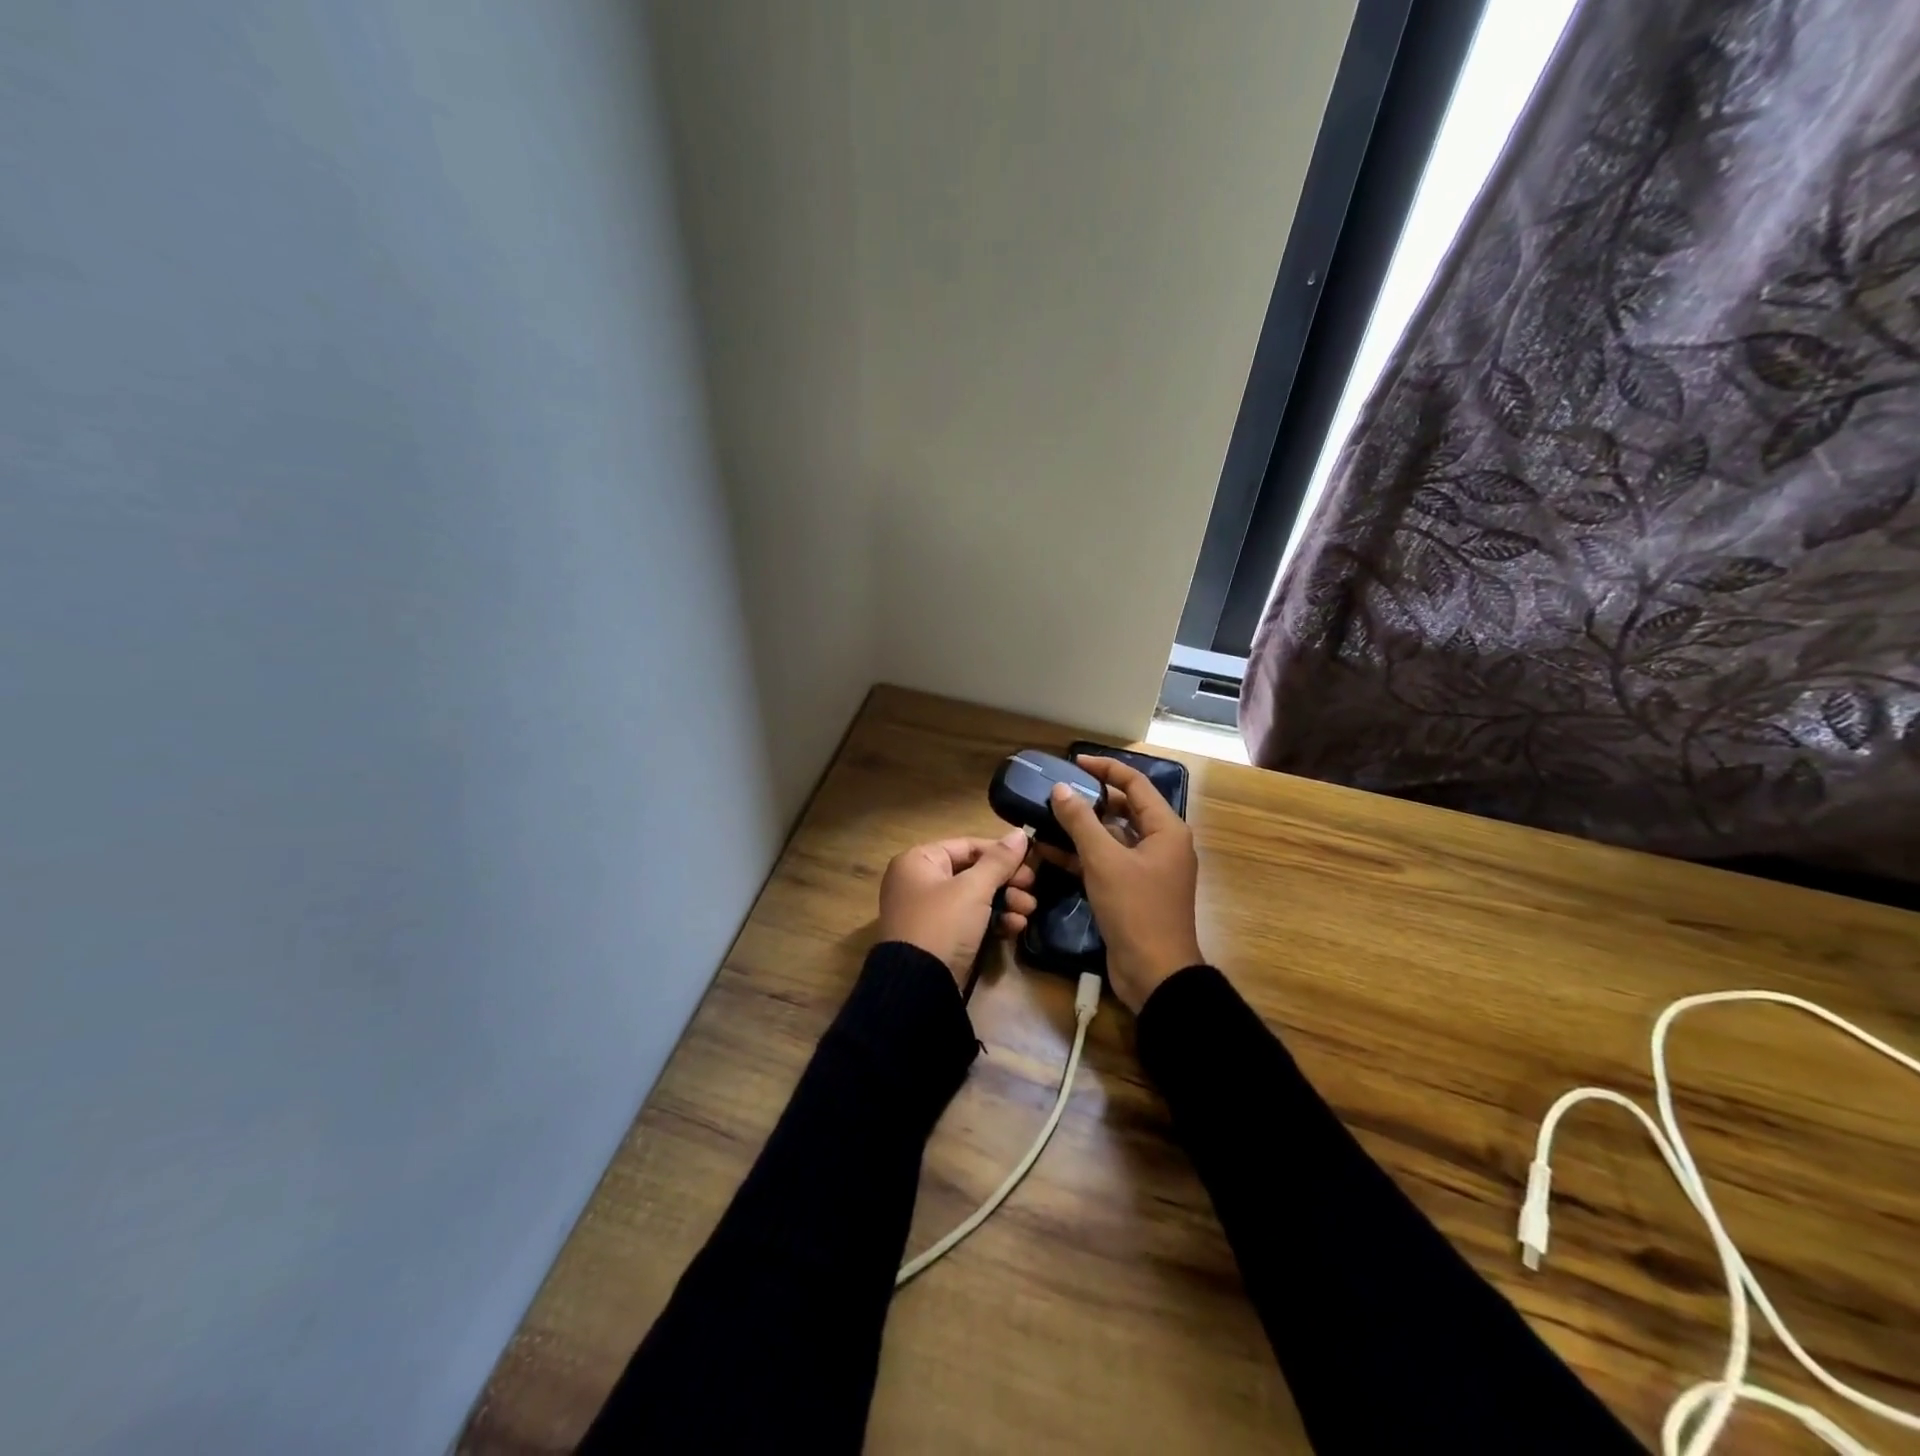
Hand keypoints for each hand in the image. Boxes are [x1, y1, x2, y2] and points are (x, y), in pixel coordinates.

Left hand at [877, 831, 1039, 985]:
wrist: (920, 986)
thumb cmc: (943, 924)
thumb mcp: (973, 889)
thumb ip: (999, 860)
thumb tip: (1020, 833)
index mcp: (918, 861)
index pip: (967, 845)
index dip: (1000, 852)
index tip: (1030, 861)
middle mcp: (920, 882)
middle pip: (973, 872)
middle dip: (1007, 881)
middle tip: (1033, 888)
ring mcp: (930, 912)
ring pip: (976, 897)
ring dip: (1006, 901)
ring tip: (1029, 910)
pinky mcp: (942, 938)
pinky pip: (972, 920)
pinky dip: (994, 921)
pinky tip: (1016, 927)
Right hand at [1048, 756, 1203, 1012]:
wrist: (1155, 973)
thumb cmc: (1136, 909)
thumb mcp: (1104, 861)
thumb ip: (1081, 822)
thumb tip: (1060, 789)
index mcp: (1166, 829)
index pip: (1135, 784)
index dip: (1105, 769)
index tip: (1074, 763)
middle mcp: (1161, 843)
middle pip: (1124, 809)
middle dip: (1090, 800)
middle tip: (1057, 792)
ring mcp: (1147, 869)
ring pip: (1112, 837)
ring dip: (1082, 829)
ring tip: (1046, 818)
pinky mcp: (1132, 890)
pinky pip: (1107, 862)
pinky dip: (1082, 855)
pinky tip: (1049, 851)